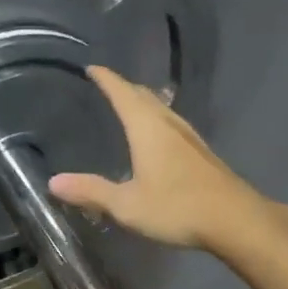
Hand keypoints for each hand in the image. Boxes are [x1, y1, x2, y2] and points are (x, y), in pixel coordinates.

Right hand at [49, 66, 264, 250]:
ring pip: (162, 108)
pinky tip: (157, 136)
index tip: (93, 68)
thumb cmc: (177, 207)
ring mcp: (189, 137)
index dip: (107, 79)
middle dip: (124, 87)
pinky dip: (156, 119)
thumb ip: (91, 191)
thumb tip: (53, 182)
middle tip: (107, 85)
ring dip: (143, 102)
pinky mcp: (202, 153)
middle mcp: (169, 124)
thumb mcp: (126, 205)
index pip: (123, 93)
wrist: (235, 220)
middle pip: (144, 96)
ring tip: (129, 105)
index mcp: (147, 128)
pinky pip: (172, 124)